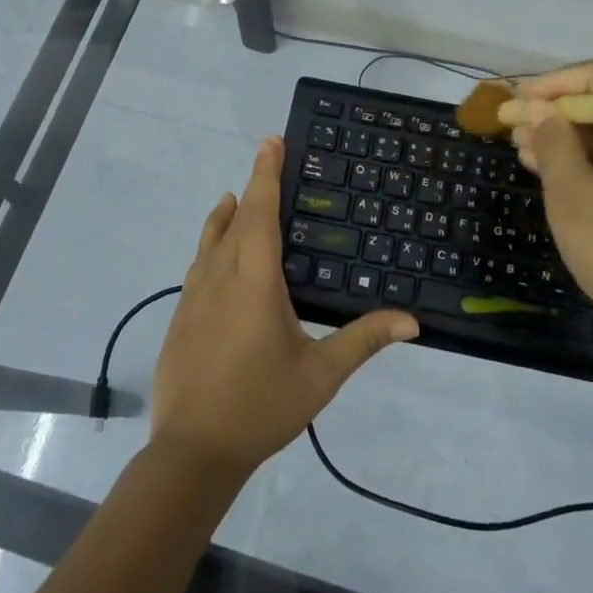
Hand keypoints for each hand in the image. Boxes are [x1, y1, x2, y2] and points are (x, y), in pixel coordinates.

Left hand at [152, 137, 419, 478]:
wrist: (192, 450)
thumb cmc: (261, 406)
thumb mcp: (320, 374)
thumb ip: (364, 340)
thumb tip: (412, 321)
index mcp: (254, 282)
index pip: (260, 213)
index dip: (266, 174)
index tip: (272, 141)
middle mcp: (219, 277)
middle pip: (235, 218)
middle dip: (253, 185)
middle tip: (269, 158)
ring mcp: (193, 295)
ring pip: (210, 240)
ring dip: (227, 214)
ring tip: (238, 197)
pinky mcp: (180, 315)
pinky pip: (199, 264)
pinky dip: (213, 243)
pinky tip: (221, 255)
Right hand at [510, 58, 592, 351]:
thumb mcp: (573, 196)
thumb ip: (554, 144)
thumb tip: (540, 109)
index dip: (555, 82)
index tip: (517, 103)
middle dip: (557, 110)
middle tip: (513, 129)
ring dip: (569, 137)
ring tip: (524, 152)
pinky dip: (588, 162)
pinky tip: (555, 177)